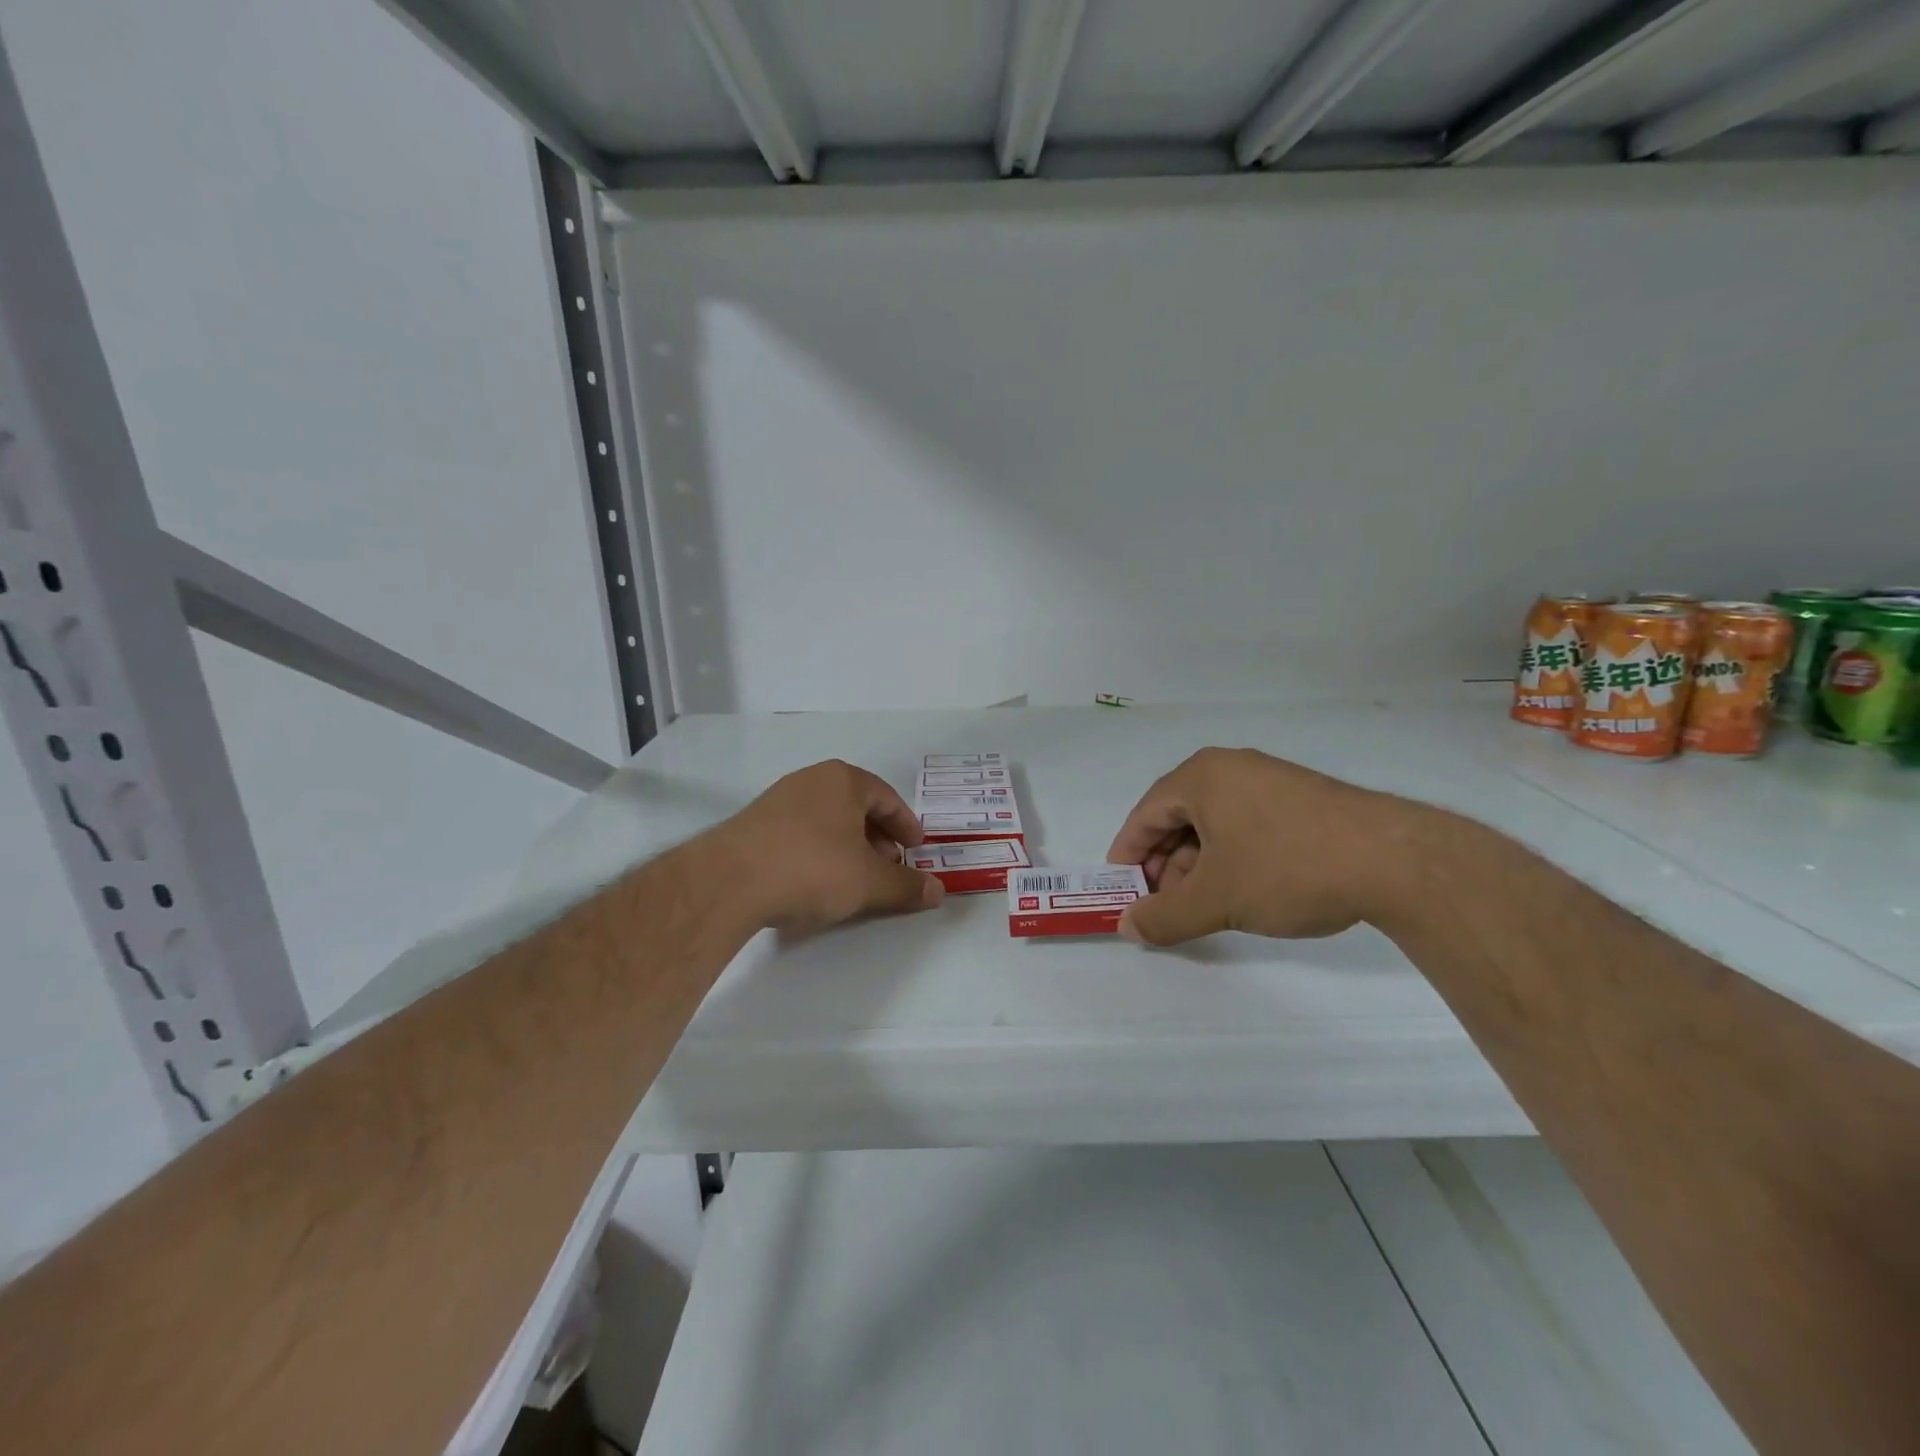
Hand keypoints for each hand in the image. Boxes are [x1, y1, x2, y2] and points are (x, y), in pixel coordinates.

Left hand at [714, 759, 943, 933]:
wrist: (728, 881)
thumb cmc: (811, 868)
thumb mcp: (868, 881)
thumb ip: (906, 885)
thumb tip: (939, 891)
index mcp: (844, 780)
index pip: (888, 798)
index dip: (907, 826)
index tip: (916, 850)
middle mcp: (812, 780)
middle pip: (857, 806)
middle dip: (878, 837)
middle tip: (889, 866)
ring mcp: (779, 799)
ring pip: (828, 819)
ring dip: (849, 845)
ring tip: (855, 877)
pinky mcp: (754, 822)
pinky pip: (801, 831)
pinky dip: (820, 850)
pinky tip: (817, 879)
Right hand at [1106, 747, 1422, 945]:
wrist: (1396, 860)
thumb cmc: (1287, 868)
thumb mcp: (1216, 899)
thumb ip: (1164, 916)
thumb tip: (1127, 927)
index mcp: (1201, 777)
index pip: (1144, 815)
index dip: (1127, 856)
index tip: (1121, 893)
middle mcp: (1231, 768)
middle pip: (1177, 818)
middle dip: (1165, 866)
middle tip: (1164, 907)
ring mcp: (1269, 780)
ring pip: (1213, 824)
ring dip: (1198, 866)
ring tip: (1204, 906)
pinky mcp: (1301, 799)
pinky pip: (1246, 825)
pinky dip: (1231, 857)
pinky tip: (1242, 890)